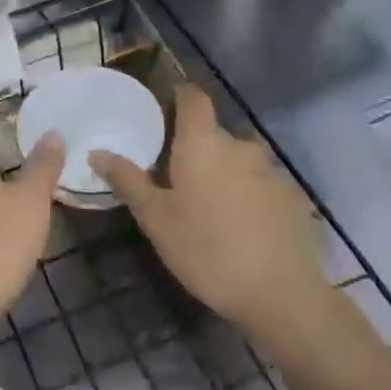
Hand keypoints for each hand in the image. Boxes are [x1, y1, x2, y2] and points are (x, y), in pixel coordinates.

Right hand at [96, 86, 334, 344]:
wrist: (282, 296)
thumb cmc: (207, 250)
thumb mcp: (156, 219)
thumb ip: (128, 181)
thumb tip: (97, 152)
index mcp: (203, 142)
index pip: (194, 97)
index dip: (181, 94)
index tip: (165, 105)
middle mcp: (240, 146)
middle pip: (214, 133)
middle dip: (197, 148)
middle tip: (178, 177)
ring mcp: (272, 171)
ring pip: (240, 161)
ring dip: (224, 173)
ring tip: (210, 207)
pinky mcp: (293, 198)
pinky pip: (262, 185)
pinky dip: (249, 196)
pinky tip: (242, 227)